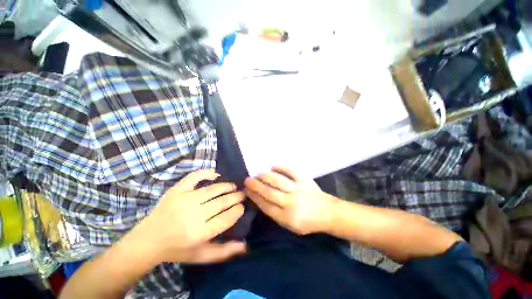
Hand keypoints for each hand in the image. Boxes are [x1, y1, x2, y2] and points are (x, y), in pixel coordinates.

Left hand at [138, 169, 245, 263]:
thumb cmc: (177, 250)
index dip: (236, 211)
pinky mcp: (176, 190)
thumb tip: (246, 245)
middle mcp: (193, 215)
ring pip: (212, 189)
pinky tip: (216, 174)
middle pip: (221, 202)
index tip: (242, 207)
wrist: (147, 241)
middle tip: (242, 194)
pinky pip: (194, 177)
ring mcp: (184, 200)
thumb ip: (224, 251)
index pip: (225, 219)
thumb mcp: (201, 256)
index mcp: (199, 234)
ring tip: (233, 186)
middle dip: (235, 197)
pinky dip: (206, 173)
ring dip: (226, 186)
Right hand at [244, 167, 336, 234]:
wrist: (327, 212)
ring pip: (277, 181)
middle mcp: (291, 203)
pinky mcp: (305, 180)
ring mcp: (298, 189)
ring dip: (265, 176)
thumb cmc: (307, 221)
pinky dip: (281, 167)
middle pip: (269, 192)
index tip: (246, 190)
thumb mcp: (290, 225)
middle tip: (247, 180)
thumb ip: (275, 213)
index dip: (254, 196)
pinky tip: (273, 166)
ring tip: (257, 174)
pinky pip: (291, 171)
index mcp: (287, 217)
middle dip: (255, 185)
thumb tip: (260, 199)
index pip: (265, 205)